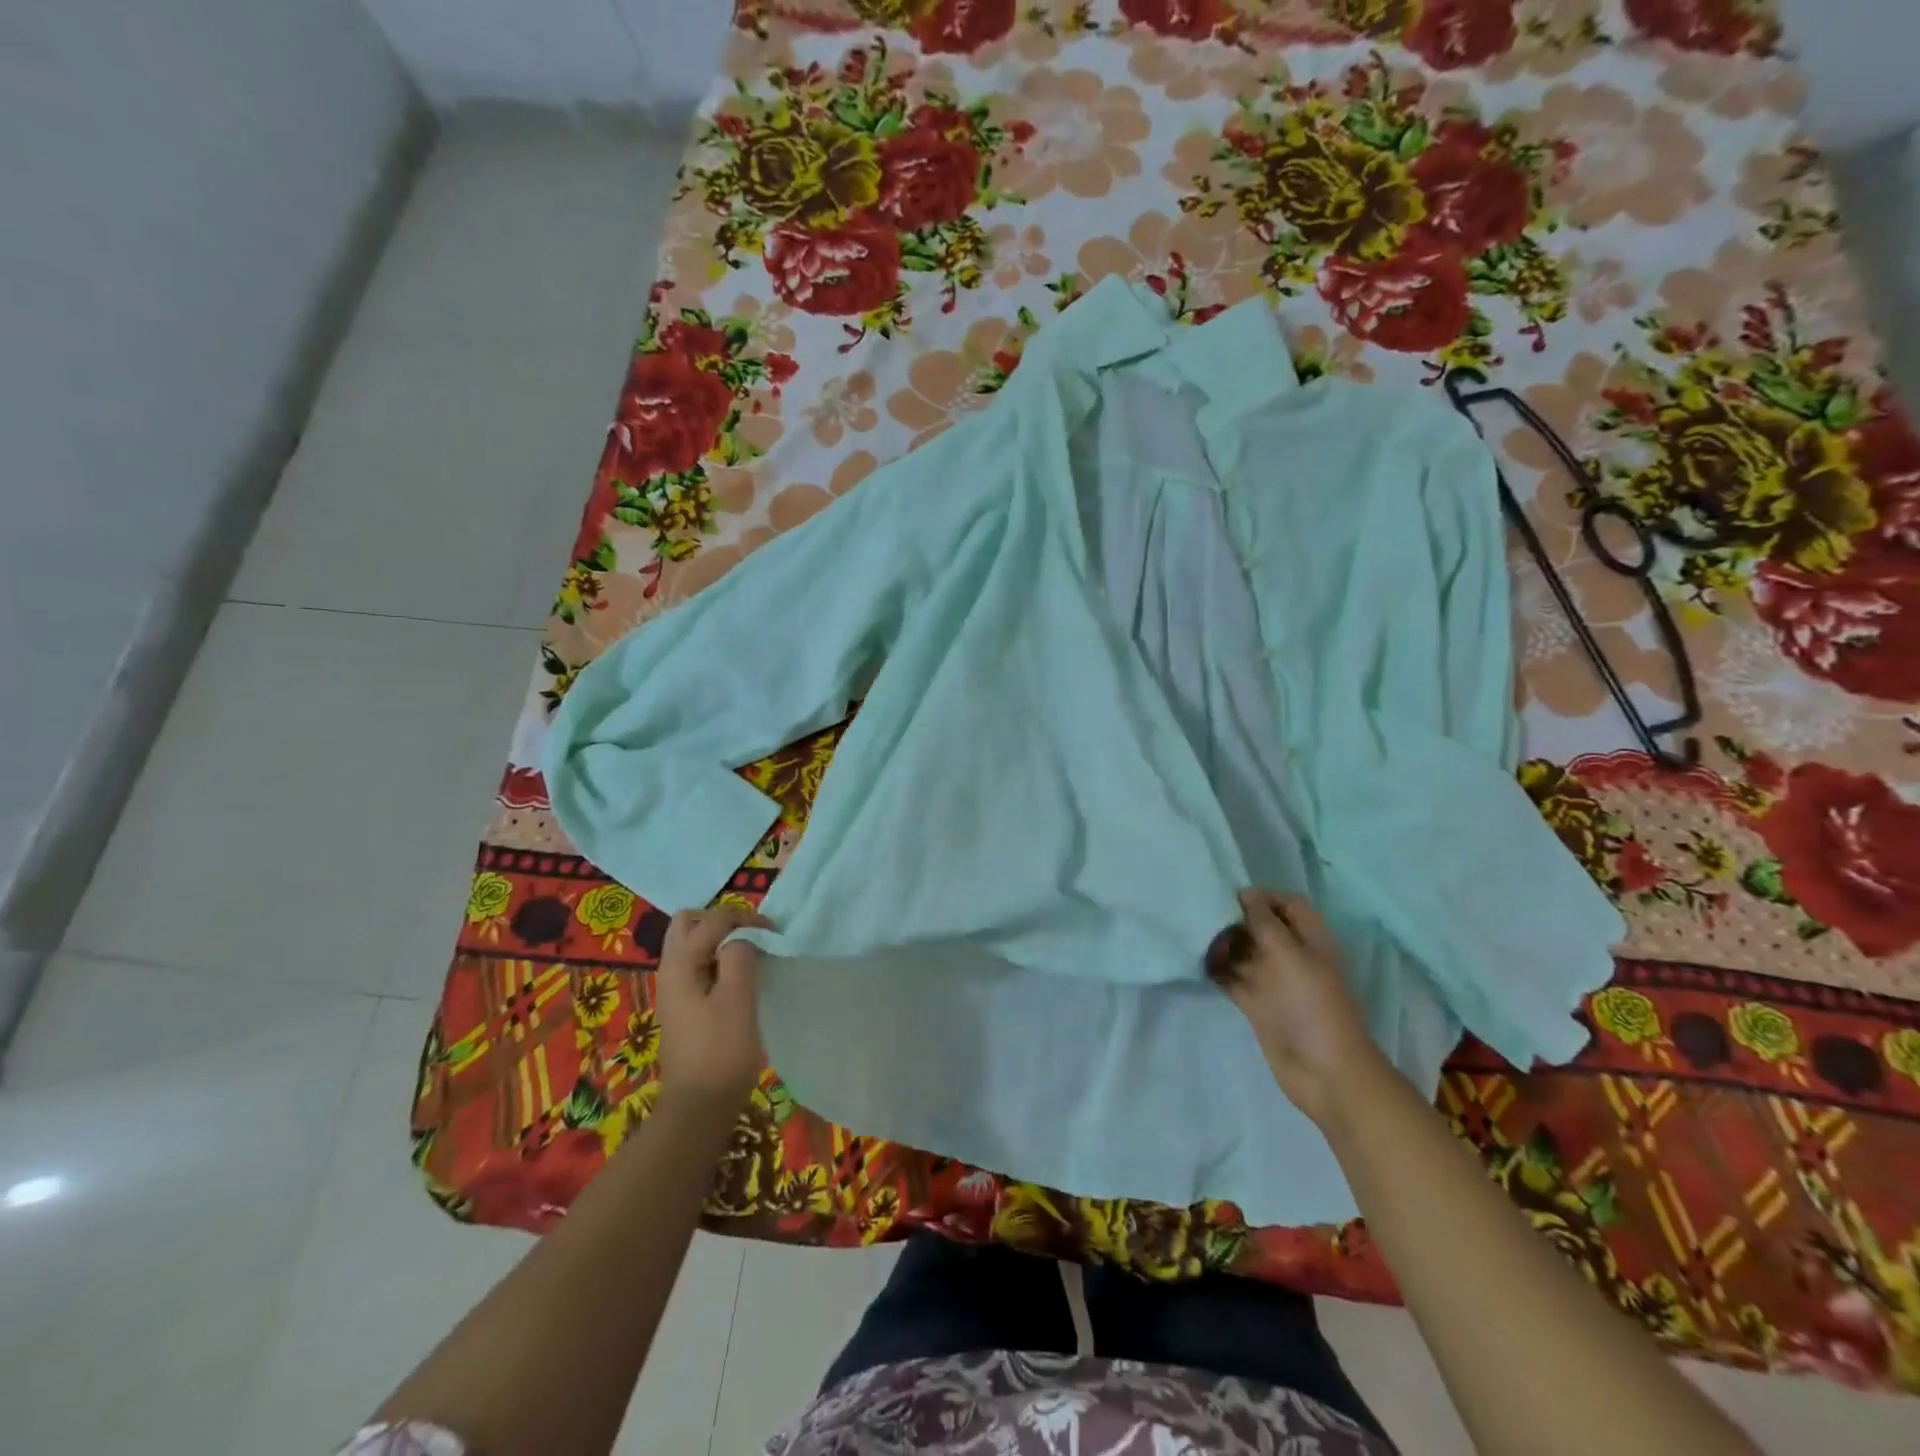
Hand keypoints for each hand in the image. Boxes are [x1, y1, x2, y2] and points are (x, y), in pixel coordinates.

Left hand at [655, 905, 771, 1111]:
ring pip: (690, 944)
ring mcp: (673, 989)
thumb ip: (739, 956)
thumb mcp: (738, 998)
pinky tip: (738, 977)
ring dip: (718, 939)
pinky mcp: (682, 1006)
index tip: (774, 933)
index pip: (712, 920)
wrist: (700, 1106)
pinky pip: (696, 965)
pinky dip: (716, 959)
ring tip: (749, 953)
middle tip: (751, 934)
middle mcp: (670, 970)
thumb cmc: (722, 1050)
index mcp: (680, 964)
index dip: (745, 919)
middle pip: (688, 924)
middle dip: (721, 920)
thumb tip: (741, 939)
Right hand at [1206, 888, 1395, 1128]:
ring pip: (1245, 952)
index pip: (1288, 905)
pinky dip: (1218, 970)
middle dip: (1236, 920)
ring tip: (1197, 939)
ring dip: (1223, 944)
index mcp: (1310, 940)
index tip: (1231, 898)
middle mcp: (1291, 956)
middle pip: (1262, 927)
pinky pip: (1233, 978)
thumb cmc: (1312, 1005)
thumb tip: (1246, 894)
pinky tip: (1198, 962)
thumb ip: (1265, 923)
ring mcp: (1274, 982)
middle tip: (1206, 917)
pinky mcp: (1258, 1004)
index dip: (1263, 897)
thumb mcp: (1289, 955)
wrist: (1324, 1072)